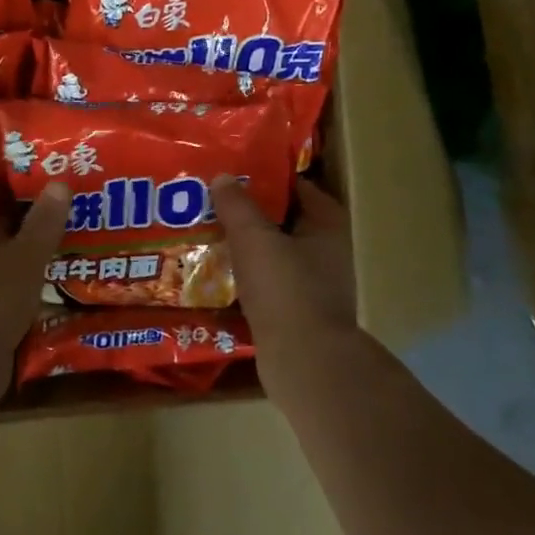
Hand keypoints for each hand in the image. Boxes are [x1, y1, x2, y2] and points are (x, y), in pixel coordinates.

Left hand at [0, 183, 70, 409]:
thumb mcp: (27, 254)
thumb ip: (45, 220)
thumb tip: (60, 181)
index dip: (19, 183)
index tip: (51, 181)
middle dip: (29, 218)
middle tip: (69, 211)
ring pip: (2, 255)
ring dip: (27, 252)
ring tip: (68, 244)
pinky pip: (2, 284)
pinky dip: (23, 280)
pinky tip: (51, 282)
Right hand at [212, 175, 358, 391]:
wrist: (305, 362)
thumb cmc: (285, 289)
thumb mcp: (254, 237)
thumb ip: (237, 205)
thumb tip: (223, 177)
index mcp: (327, 226)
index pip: (298, 187)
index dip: (267, 176)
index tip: (234, 172)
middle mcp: (327, 252)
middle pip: (283, 220)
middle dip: (250, 212)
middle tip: (211, 201)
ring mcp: (314, 285)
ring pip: (273, 253)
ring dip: (245, 246)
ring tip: (206, 234)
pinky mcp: (296, 313)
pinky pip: (266, 283)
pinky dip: (245, 277)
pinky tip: (215, 274)